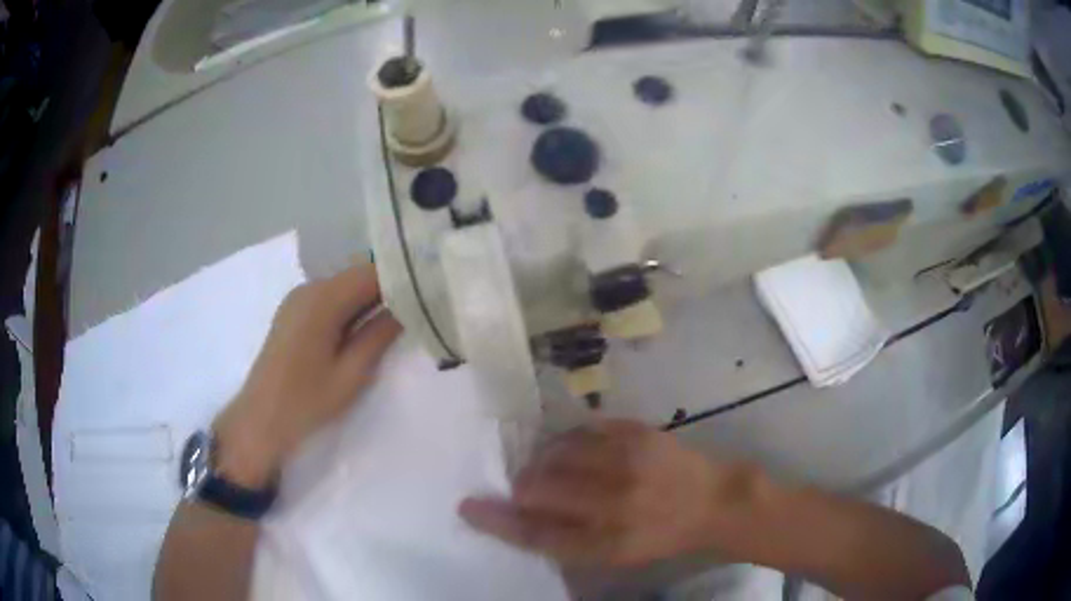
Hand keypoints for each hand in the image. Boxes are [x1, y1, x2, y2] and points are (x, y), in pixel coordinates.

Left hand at [213, 263, 401, 486]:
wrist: (261, 419)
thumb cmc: (307, 400)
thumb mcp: (352, 373)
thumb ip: (380, 334)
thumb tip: (407, 306)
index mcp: (322, 299)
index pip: (371, 271)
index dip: (401, 277)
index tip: (429, 290)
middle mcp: (309, 288)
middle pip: (358, 275)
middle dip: (388, 288)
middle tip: (420, 307)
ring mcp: (298, 299)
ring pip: (345, 287)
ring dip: (370, 300)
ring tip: (398, 319)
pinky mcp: (294, 312)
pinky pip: (330, 299)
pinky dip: (351, 308)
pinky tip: (365, 328)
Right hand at [459, 420, 763, 566]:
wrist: (712, 501)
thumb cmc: (658, 536)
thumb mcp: (613, 554)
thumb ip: (564, 539)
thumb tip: (515, 516)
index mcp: (607, 543)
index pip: (536, 534)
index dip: (496, 521)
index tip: (467, 507)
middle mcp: (614, 503)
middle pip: (537, 489)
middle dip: (520, 488)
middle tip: (524, 489)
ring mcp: (626, 462)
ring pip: (554, 454)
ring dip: (542, 462)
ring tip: (553, 469)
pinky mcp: (635, 432)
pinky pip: (579, 431)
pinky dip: (566, 442)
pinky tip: (574, 451)